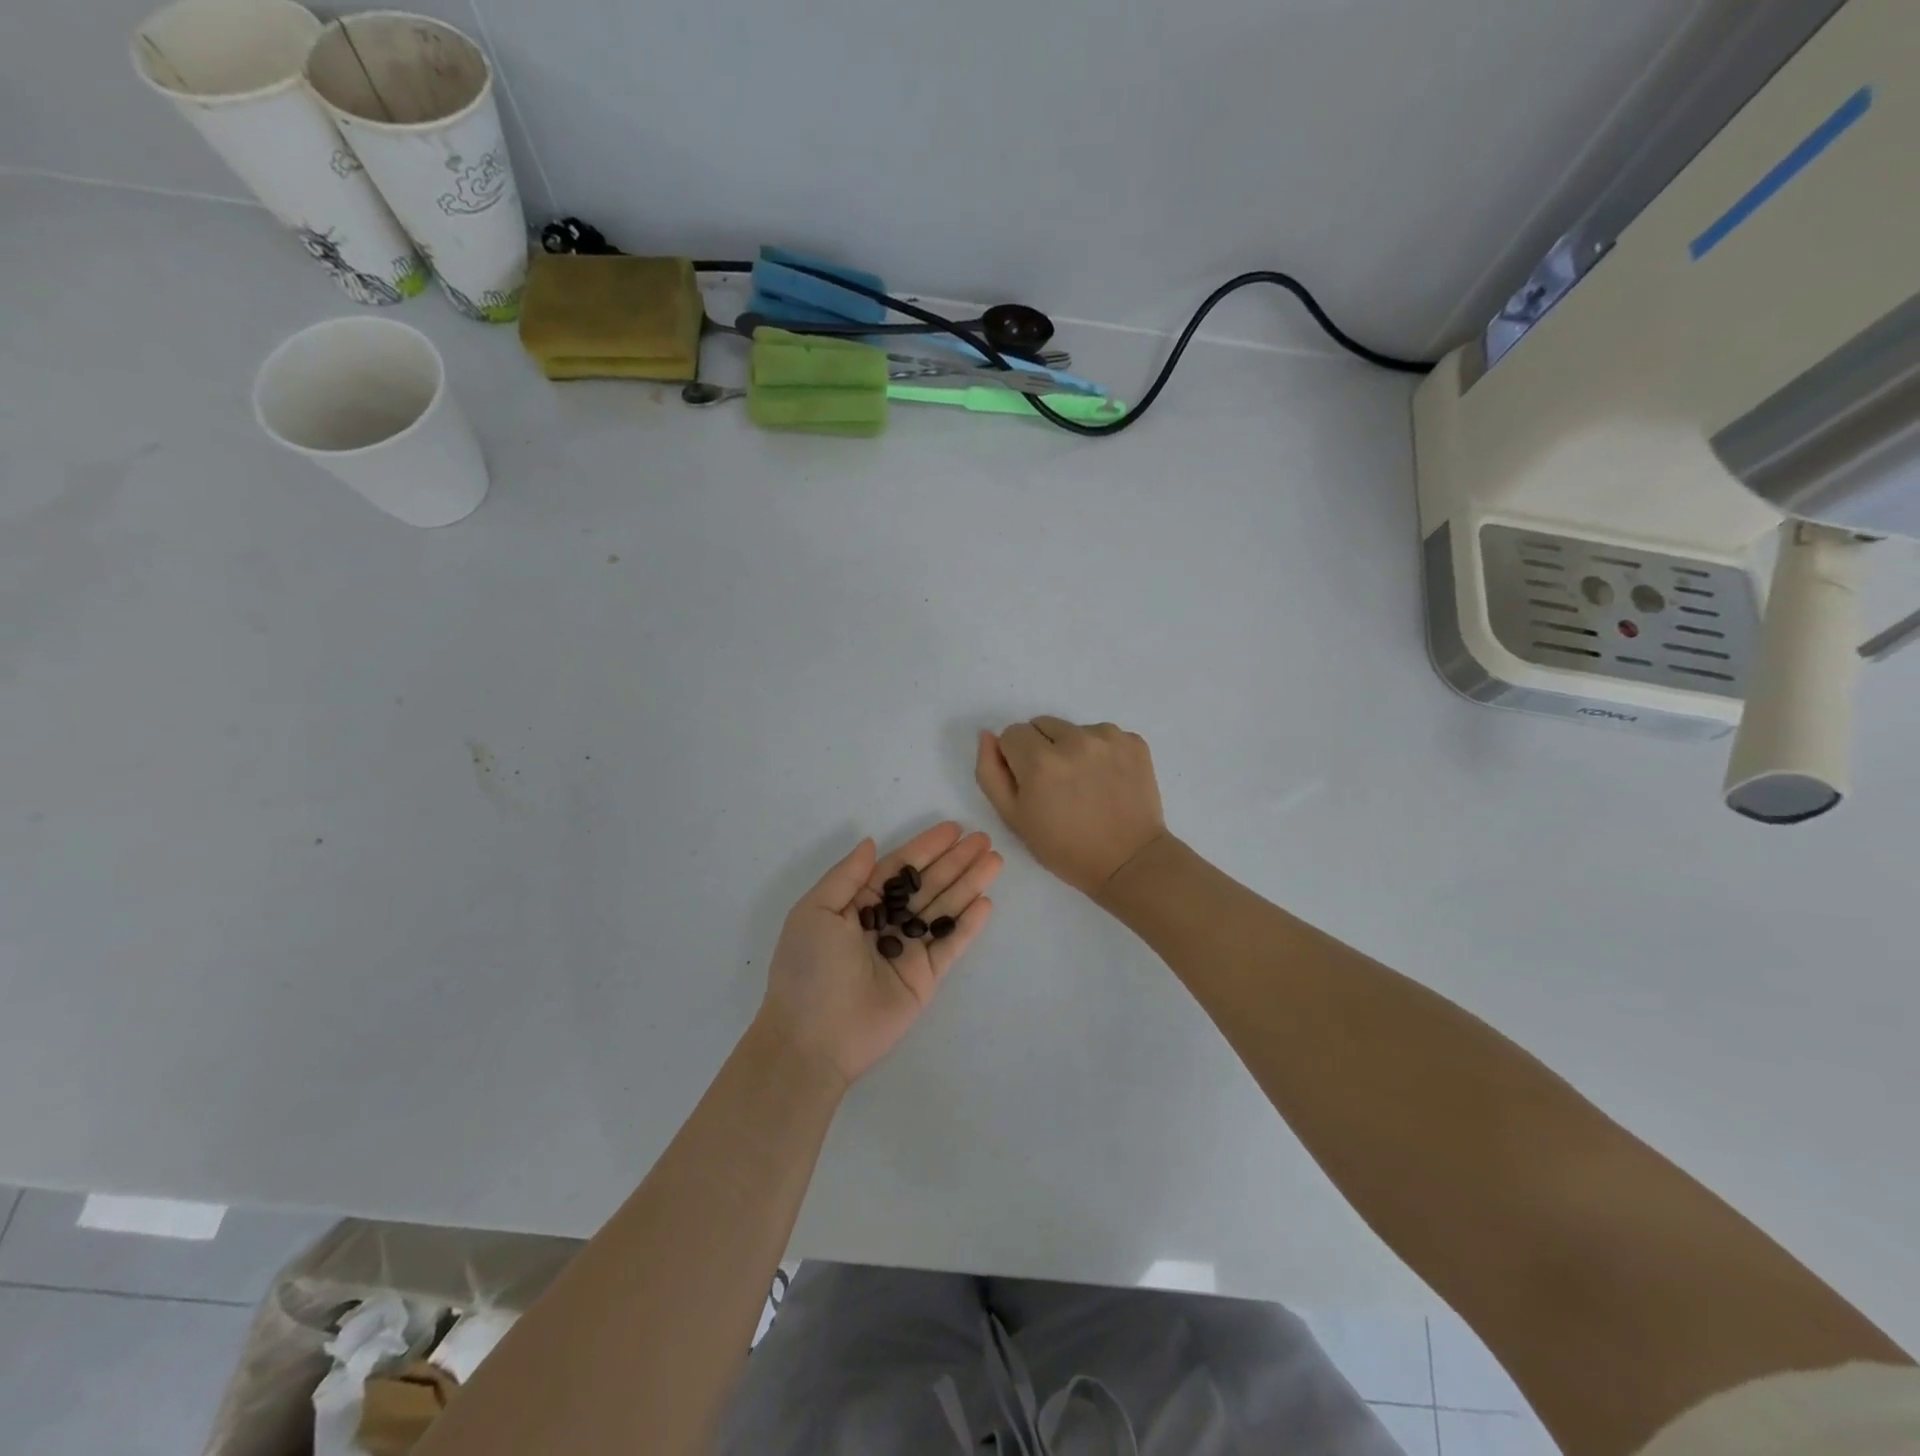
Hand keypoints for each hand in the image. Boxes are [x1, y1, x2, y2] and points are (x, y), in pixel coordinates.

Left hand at [759, 823, 1001, 1087]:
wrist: (812, 1038)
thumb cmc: (808, 969)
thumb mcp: (815, 911)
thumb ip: (846, 875)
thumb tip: (871, 843)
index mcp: (858, 905)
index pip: (899, 868)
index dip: (926, 847)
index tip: (954, 828)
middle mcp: (886, 922)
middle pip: (928, 884)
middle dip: (955, 861)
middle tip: (984, 840)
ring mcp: (908, 950)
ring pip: (944, 909)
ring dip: (969, 884)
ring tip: (995, 861)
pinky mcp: (925, 978)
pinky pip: (950, 945)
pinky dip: (968, 925)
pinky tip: (986, 902)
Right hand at [975, 718, 1167, 898]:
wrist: (1128, 861)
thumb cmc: (1064, 847)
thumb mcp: (1013, 818)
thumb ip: (990, 772)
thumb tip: (987, 735)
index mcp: (1039, 760)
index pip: (1011, 734)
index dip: (1015, 759)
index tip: (1030, 783)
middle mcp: (1074, 740)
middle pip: (1041, 724)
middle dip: (1042, 748)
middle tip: (1056, 784)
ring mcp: (1108, 738)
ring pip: (1073, 729)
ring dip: (1072, 748)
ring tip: (1084, 783)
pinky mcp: (1134, 741)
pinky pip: (1103, 735)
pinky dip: (1100, 752)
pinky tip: (1106, 780)